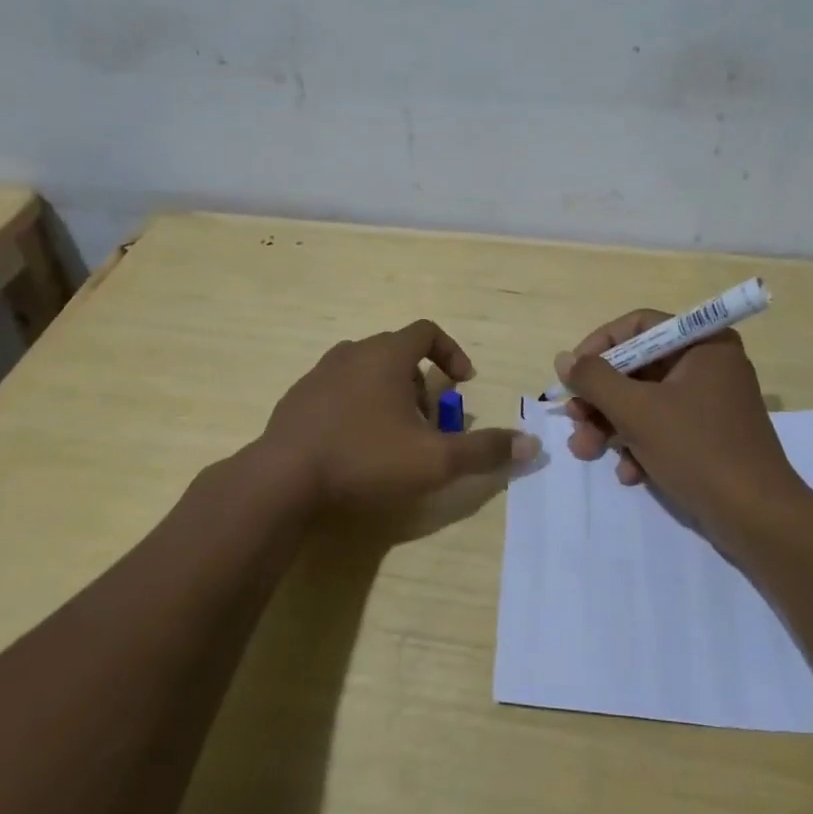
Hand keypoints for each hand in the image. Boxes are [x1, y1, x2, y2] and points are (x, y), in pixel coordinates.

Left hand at [261, 319, 538, 511]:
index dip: (451, 353)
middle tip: (428, 423)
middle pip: (397, 353)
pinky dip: (356, 407)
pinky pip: (337, 392)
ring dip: (388, 395)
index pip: (427, 331)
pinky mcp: (296, 400)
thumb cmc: (365, 460)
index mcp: (385, 355)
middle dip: (420, 384)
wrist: (282, 482)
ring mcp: (318, 375)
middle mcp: (351, 353)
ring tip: (393, 437)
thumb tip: (531, 444)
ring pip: (365, 372)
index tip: (461, 383)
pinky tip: (354, 447)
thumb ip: (484, 450)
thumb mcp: (435, 460)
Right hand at [556, 310, 802, 533]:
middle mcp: (709, 365)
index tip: (572, 373)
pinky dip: (640, 446)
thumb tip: (564, 359)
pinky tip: (629, 474)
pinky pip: (664, 427)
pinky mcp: (709, 436)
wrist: (757, 519)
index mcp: (703, 344)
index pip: (639, 326)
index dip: (600, 345)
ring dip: (611, 426)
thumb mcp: (637, 411)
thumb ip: (595, 379)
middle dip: (600, 398)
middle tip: (574, 420)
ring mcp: (710, 402)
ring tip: (586, 451)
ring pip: (645, 401)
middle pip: (638, 367)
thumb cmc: (697, 449)